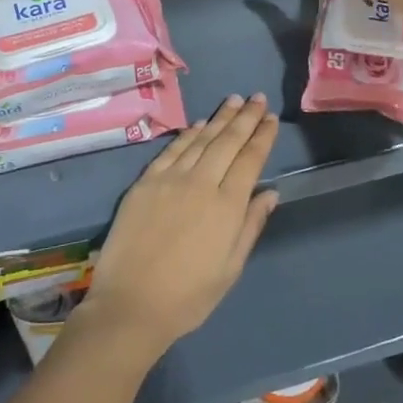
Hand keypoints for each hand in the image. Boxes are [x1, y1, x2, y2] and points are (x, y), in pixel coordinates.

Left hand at [74, 94, 280, 364]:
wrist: (130, 305)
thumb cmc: (189, 296)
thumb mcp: (231, 268)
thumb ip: (251, 225)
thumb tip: (270, 193)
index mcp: (227, 206)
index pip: (250, 159)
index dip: (262, 136)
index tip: (271, 118)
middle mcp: (201, 183)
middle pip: (227, 142)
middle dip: (245, 117)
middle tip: (258, 98)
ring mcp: (170, 180)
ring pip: (200, 139)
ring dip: (219, 118)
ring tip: (234, 100)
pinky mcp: (145, 183)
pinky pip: (171, 150)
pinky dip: (188, 134)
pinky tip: (198, 124)